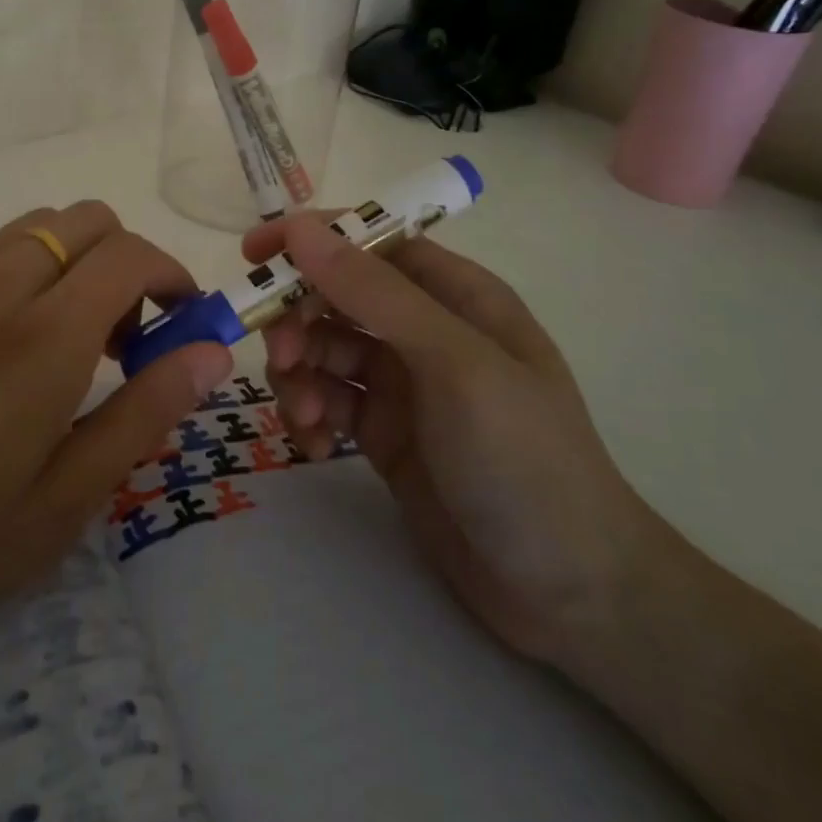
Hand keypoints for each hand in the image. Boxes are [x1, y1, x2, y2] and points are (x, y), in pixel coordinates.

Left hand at [0, 202, 231, 692]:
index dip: (171, 274)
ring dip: (73, 263)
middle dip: (125, 259)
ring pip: (33, 229)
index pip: (130, 255)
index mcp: (42, 340)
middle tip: (122, 335)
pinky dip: (21, 277)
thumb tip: (211, 351)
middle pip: (84, 219)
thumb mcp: (66, 500)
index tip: (181, 320)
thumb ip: (146, 412)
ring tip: (63, 342)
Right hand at [243, 213, 665, 664]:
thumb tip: (302, 228)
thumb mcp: (453, 364)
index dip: (309, 241)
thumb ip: (376, 294)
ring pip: (322, 350)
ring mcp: (402, 384)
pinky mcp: (383, 433)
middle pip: (335, 297)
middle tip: (282, 360)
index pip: (368, 244)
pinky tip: (317, 447)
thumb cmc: (523, 459)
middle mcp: (423, 330)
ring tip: (305, 416)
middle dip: (298, 321)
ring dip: (299, 374)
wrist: (569, 593)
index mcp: (454, 295)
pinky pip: (327, 402)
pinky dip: (309, 415)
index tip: (251, 257)